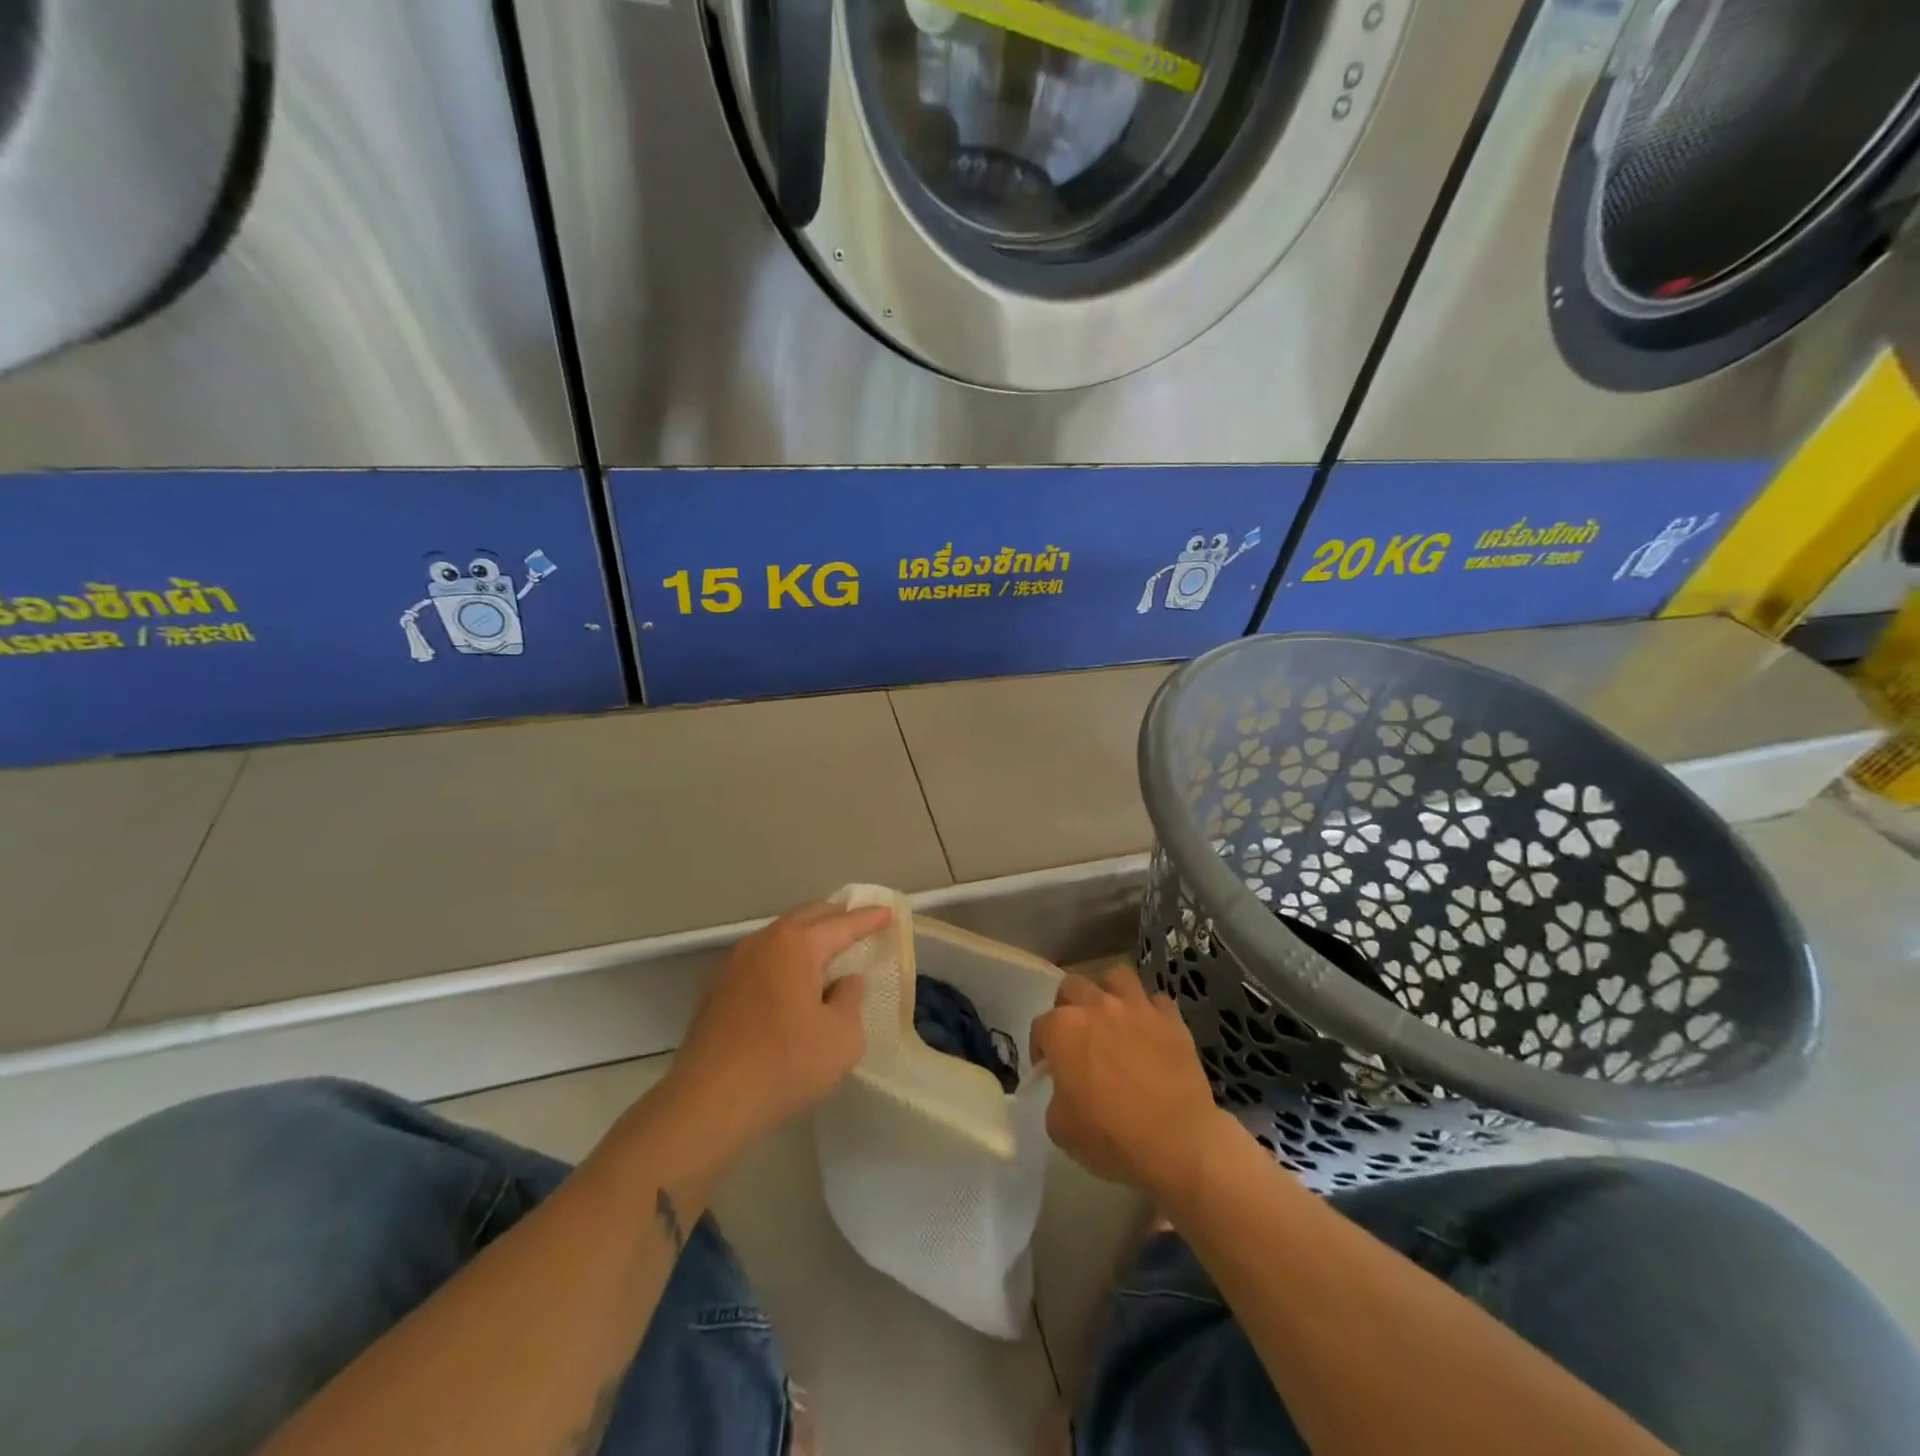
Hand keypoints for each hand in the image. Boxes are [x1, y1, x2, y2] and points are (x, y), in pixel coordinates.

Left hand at [665, 900, 891, 1152]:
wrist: (708, 1103)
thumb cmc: (785, 1065)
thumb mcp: (841, 1038)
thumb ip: (850, 1001)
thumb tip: (844, 982)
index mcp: (797, 946)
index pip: (842, 925)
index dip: (868, 919)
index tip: (888, 912)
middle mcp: (764, 943)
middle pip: (807, 918)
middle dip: (835, 917)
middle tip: (859, 921)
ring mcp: (735, 965)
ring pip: (780, 937)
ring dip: (807, 937)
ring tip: (828, 949)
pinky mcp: (718, 991)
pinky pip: (763, 960)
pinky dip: (785, 960)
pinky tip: (792, 980)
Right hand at [1032, 966, 1230, 1196]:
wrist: (1178, 1143)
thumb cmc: (1112, 1138)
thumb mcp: (1061, 1128)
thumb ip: (1056, 1096)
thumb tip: (1067, 1088)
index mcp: (1063, 1030)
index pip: (1041, 1026)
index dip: (1041, 1048)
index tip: (1050, 1069)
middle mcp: (1096, 1006)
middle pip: (1072, 987)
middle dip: (1069, 1007)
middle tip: (1078, 1037)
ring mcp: (1136, 1007)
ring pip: (1116, 977)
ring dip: (1110, 993)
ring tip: (1114, 1018)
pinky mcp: (1170, 1018)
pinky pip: (1156, 1001)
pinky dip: (1150, 1012)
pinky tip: (1151, 1032)